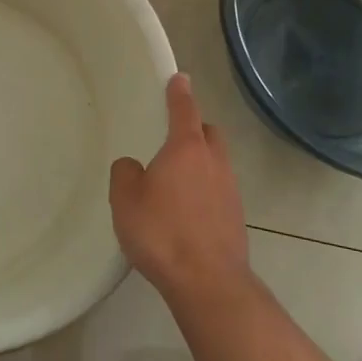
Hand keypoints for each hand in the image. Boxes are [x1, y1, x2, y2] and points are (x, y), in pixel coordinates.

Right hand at [109, 74, 252, 309]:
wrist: (208, 282)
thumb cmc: (162, 233)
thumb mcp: (125, 200)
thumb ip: (125, 174)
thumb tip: (134, 166)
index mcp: (186, 148)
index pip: (184, 109)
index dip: (180, 92)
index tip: (179, 78)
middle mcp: (213, 161)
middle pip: (208, 132)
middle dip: (194, 127)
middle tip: (174, 136)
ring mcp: (230, 189)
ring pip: (216, 161)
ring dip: (200, 161)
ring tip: (176, 179)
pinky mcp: (236, 216)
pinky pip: (219, 189)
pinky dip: (205, 189)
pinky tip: (187, 210)